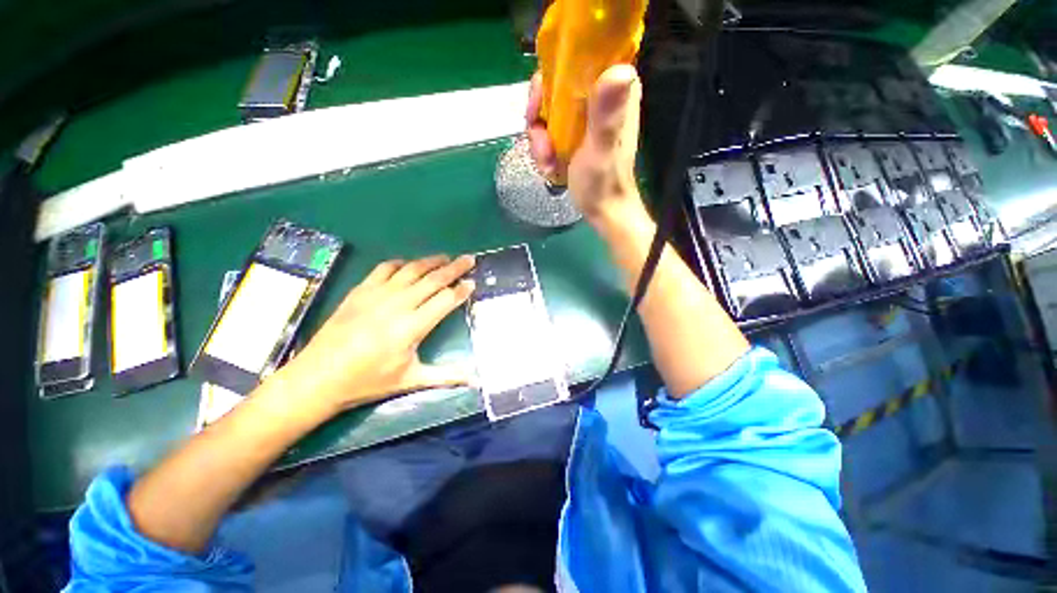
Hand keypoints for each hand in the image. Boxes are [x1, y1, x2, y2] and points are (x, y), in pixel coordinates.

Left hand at [276, 255, 475, 414]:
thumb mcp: (411, 380)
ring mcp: (377, 294)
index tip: (473, 283)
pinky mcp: (360, 291)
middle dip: (455, 268)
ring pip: (411, 270)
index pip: (445, 300)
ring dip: (431, 261)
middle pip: (433, 279)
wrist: (318, 377)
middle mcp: (397, 304)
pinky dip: (401, 263)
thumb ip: (446, 376)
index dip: (461, 290)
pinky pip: (384, 268)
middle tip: (469, 259)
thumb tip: (475, 380)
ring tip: (446, 257)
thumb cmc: (368, 382)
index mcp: (412, 327)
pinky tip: (409, 264)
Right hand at [526, 64, 643, 222]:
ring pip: (547, 111)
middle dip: (540, 116)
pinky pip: (547, 130)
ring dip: (540, 140)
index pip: (579, 59)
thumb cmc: (604, 183)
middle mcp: (599, 98)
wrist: (602, 209)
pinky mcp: (574, 134)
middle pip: (555, 86)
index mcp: (614, 93)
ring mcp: (584, 118)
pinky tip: (549, 168)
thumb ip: (606, 115)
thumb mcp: (602, 149)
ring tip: (547, 163)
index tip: (539, 103)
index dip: (553, 76)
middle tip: (540, 141)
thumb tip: (618, 70)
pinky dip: (543, 149)